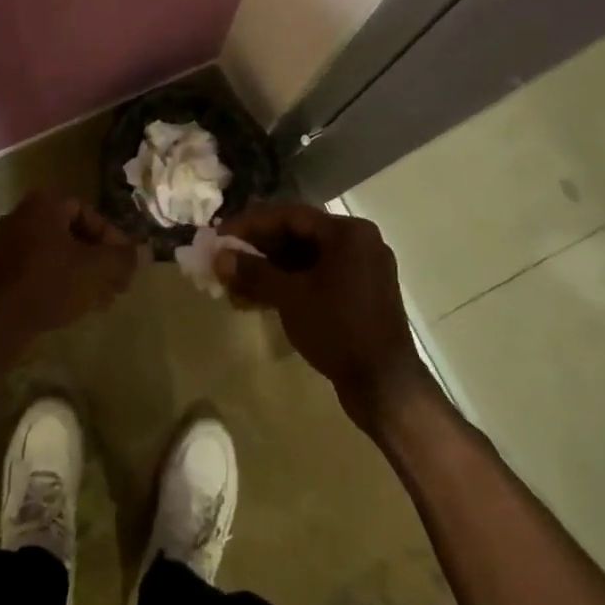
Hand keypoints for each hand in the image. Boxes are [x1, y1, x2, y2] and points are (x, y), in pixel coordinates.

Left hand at [0, 191, 138, 363]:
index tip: (126, 264)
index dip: (113, 239)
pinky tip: (76, 308)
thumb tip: (146, 252)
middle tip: (119, 284)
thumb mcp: (95, 269)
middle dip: (99, 260)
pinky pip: (38, 270)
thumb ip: (123, 258)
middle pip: (73, 234)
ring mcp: (7, 244)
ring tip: (103, 301)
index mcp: (44, 204)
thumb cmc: (49, 283)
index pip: (89, 213)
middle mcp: (23, 215)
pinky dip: (60, 283)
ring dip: (83, 274)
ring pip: (57, 255)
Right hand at [217, 203, 432, 428]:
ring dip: (268, 270)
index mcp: (347, 232)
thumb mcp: (291, 297)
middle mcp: (357, 242)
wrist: (386, 388)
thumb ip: (253, 272)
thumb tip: (218, 256)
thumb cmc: (339, 330)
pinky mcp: (358, 295)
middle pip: (297, 235)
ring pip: (304, 259)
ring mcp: (360, 270)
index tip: (220, 234)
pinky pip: (316, 278)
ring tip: (233, 284)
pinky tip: (258, 299)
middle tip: (224, 258)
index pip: (289, 215)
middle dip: (257, 248)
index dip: (250, 223)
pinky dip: (288, 285)